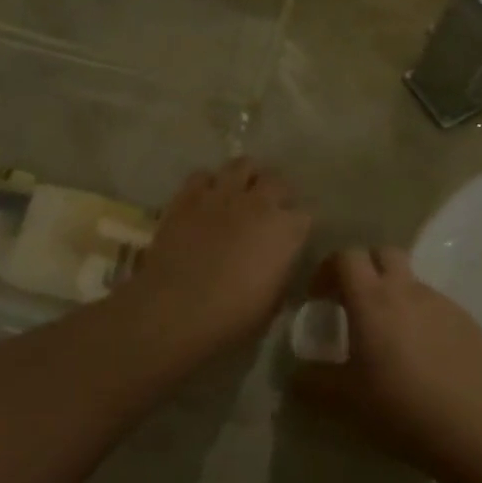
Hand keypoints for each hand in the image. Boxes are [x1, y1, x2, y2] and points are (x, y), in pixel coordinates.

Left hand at [128, 159, 312, 344]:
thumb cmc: (231, 318)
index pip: (306, 214)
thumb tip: (278, 263)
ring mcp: (221, 194)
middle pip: (277, 181)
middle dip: (276, 194)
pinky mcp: (188, 195)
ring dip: (245, 178)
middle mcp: (258, 202)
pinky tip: (205, 200)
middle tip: (268, 212)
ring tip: (239, 194)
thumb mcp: (271, 304)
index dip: (299, 225)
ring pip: (242, 164)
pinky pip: (203, 175)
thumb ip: (280, 273)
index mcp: (286, 230)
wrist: (175, 309)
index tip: (292, 238)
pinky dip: (208, 185)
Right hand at [290, 246, 481, 468]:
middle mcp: (407, 290)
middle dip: (366, 269)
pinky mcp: (468, 323)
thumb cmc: (398, 406)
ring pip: (413, 283)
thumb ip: (312, 383)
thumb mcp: (343, 400)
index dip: (328, 269)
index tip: (319, 297)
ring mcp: (442, 304)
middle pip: (383, 254)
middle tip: (355, 303)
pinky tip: (425, 359)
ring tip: (391, 338)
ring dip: (396, 297)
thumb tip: (295, 378)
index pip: (346, 256)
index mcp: (371, 298)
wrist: (472, 429)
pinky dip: (424, 321)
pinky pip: (438, 309)